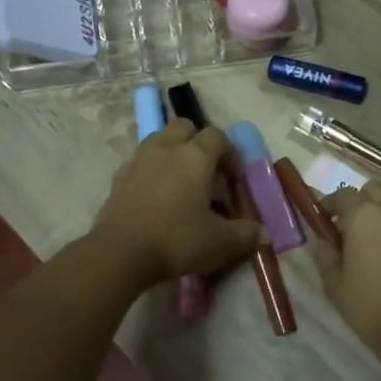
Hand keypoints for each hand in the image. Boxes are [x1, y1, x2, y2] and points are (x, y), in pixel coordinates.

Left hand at [94, 120, 263, 287]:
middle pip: (184, 127)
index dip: (230, 154)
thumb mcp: (220, 242)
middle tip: (207, 174)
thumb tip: (263, 234)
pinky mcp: (118, 178)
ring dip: (172, 154)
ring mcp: (138, 160)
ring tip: (181, 186)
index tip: (234, 181)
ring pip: (159, 141)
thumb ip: (245, 234)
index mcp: (195, 156)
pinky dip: (151, 173)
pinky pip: (140, 164)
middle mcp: (165, 148)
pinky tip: (156, 200)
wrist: (120, 254)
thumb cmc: (177, 240)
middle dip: (198, 143)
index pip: (218, 136)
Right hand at [311, 183, 380, 360]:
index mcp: (365, 215)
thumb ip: (326, 253)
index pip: (343, 194)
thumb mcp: (334, 283)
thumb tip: (325, 239)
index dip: (330, 204)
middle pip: (374, 191)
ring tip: (373, 243)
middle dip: (360, 202)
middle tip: (349, 228)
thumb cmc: (370, 306)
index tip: (323, 219)